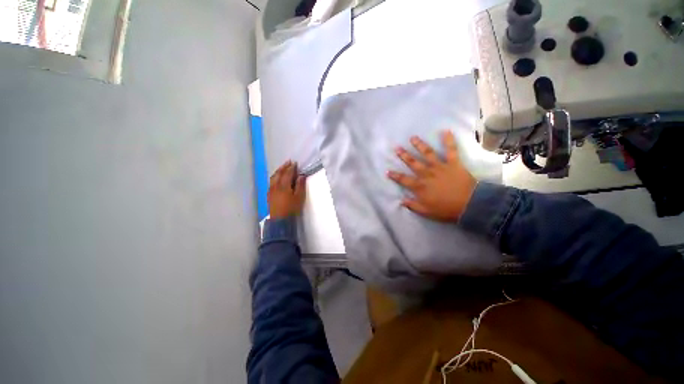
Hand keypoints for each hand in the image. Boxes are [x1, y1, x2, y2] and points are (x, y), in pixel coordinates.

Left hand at [268, 160, 306, 219]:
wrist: (280, 220)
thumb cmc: (291, 208)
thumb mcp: (299, 197)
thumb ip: (300, 185)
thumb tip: (301, 175)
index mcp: (284, 185)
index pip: (288, 173)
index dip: (292, 168)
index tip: (295, 163)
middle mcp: (276, 185)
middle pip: (279, 173)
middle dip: (284, 167)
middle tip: (288, 162)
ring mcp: (271, 190)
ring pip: (273, 177)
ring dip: (278, 171)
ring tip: (282, 168)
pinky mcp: (269, 194)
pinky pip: (271, 181)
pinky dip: (275, 176)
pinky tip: (276, 178)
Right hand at [387, 131, 476, 221]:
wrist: (469, 205)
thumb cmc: (446, 210)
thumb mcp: (426, 212)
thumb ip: (413, 205)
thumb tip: (401, 201)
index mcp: (420, 186)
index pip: (403, 180)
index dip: (394, 175)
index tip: (387, 171)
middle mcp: (427, 174)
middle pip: (413, 163)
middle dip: (404, 155)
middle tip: (397, 148)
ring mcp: (440, 167)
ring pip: (427, 154)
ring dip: (419, 145)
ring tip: (413, 138)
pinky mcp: (453, 163)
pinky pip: (451, 150)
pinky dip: (449, 140)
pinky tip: (445, 131)